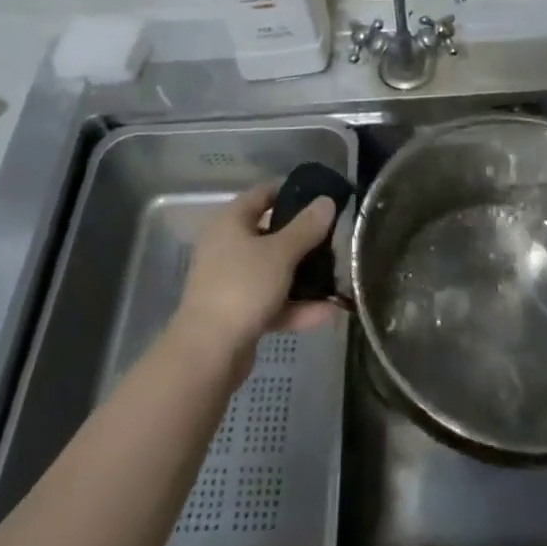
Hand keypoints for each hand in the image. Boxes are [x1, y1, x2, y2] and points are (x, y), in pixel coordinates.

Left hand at [175, 184, 337, 371]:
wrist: (208, 353)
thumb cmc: (242, 287)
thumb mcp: (280, 252)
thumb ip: (306, 227)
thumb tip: (326, 201)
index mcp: (230, 222)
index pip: (263, 194)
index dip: (291, 192)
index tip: (321, 197)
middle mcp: (228, 247)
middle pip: (271, 234)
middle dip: (304, 238)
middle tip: (335, 238)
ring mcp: (232, 282)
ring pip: (274, 270)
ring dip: (304, 276)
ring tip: (338, 276)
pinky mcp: (238, 313)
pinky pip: (273, 301)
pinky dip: (296, 306)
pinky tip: (328, 312)